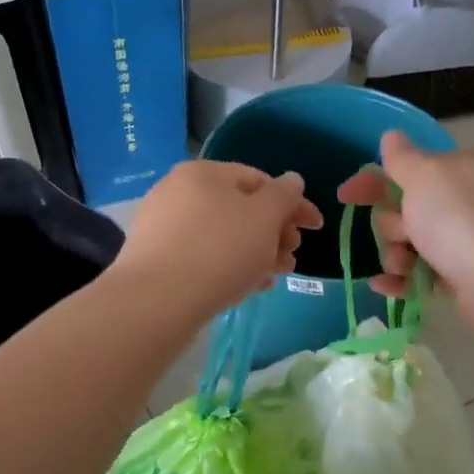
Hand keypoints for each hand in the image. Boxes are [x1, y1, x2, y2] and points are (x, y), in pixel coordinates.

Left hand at [114, 160, 322, 322]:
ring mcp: (163, 225)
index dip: (294, 203)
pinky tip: (246, 287)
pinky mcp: (156, 258)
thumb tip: (292, 180)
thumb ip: (284, 195)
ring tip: (274, 276)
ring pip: (223, 235)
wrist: (157, 300)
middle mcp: (179, 191)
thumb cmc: (220, 250)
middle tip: (292, 257)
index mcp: (204, 172)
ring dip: (256, 252)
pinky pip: (203, 255)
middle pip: (240, 208)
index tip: (316, 228)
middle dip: (274, 233)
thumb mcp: (264, 218)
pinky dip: (229, 266)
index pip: (259, 180)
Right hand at [336, 132, 473, 343]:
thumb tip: (392, 136)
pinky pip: (423, 273)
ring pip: (413, 242)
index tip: (344, 196)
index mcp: (461, 167)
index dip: (373, 179)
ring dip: (395, 254)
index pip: (409, 166)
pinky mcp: (466, 276)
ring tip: (403, 267)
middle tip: (402, 234)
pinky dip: (403, 280)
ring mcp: (469, 239)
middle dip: (390, 224)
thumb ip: (402, 158)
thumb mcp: (424, 177)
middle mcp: (468, 199)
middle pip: (408, 207)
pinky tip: (386, 287)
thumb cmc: (460, 220)